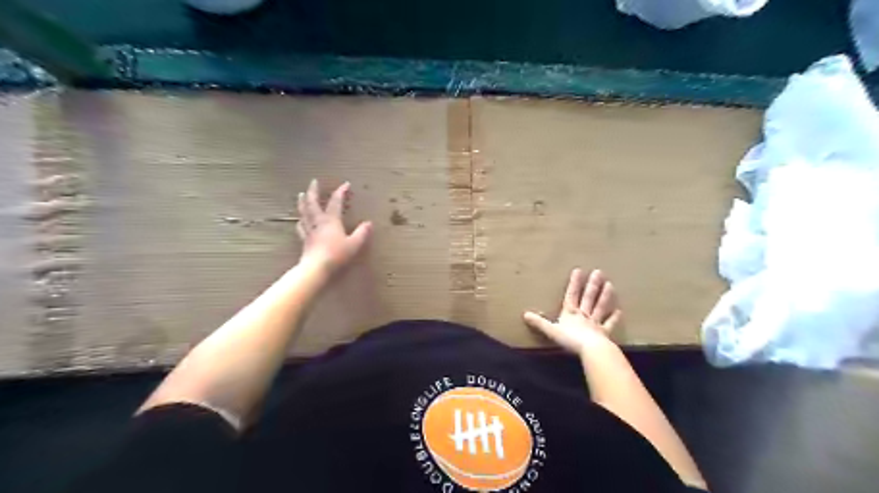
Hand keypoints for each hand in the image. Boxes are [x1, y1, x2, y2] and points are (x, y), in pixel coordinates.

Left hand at [296, 177, 372, 276]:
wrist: (316, 267)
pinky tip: (299, 220)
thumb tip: (369, 223)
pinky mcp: (305, 240)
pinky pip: (301, 227)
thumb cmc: (336, 255)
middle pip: (313, 203)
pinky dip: (300, 221)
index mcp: (331, 220)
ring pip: (304, 212)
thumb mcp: (354, 244)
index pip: (335, 201)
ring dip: (303, 202)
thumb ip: (362, 233)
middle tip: (313, 182)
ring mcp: (309, 230)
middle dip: (314, 191)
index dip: (341, 192)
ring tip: (301, 195)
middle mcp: (318, 221)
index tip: (346, 184)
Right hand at [525, 270, 619, 352]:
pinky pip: (609, 324)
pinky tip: (619, 311)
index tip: (579, 270)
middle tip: (598, 272)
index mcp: (570, 313)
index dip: (574, 283)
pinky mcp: (604, 333)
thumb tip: (525, 314)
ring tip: (609, 284)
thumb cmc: (569, 339)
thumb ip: (539, 322)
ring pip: (600, 307)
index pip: (571, 295)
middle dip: (592, 285)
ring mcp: (595, 323)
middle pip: (588, 297)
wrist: (590, 350)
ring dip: (604, 296)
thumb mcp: (551, 330)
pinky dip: (614, 318)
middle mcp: (583, 315)